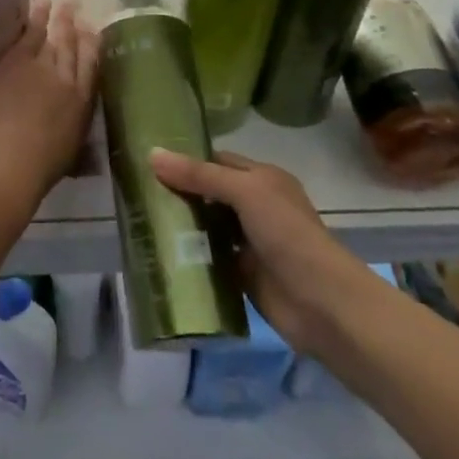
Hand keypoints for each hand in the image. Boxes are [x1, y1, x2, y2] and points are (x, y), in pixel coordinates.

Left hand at [0, 0, 97, 188]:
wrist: (7, 158)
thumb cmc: (40, 168)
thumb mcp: (69, 155)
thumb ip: (78, 145)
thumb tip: (86, 150)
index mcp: (83, 103)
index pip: (93, 67)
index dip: (93, 47)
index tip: (94, 31)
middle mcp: (67, 79)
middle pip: (73, 47)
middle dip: (76, 26)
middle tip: (77, 6)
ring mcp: (41, 66)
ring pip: (53, 36)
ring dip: (58, 18)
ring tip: (61, 2)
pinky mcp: (16, 62)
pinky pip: (29, 34)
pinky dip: (36, 19)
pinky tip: (40, 7)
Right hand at [149, 149, 380, 355]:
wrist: (322, 303)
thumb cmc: (287, 234)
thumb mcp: (245, 192)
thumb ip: (199, 175)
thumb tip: (152, 154)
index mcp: (262, 178)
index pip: (217, 161)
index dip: (186, 160)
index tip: (148, 161)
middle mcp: (256, 206)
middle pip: (210, 194)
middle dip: (179, 193)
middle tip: (136, 192)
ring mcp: (250, 242)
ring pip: (208, 226)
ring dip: (182, 225)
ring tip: (140, 221)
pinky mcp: (243, 275)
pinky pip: (210, 259)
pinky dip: (190, 256)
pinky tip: (160, 254)